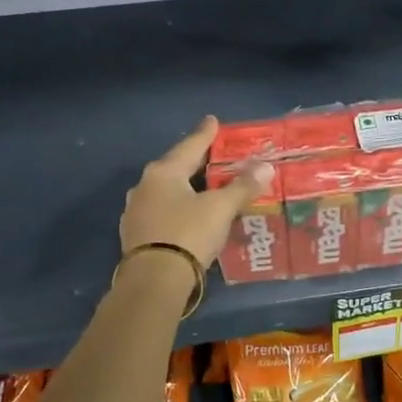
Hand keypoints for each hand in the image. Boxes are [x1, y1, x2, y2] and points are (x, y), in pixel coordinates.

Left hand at [120, 116, 270, 270]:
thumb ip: (242, 187)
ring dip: (184, 188)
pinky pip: (161, 213)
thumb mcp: (220, 209)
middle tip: (212, 156)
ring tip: (202, 188)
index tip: (212, 121)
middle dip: (194, 163)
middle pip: (175, 167)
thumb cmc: (188, 233)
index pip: (190, 146)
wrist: (154, 280)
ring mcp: (136, 211)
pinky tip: (187, 215)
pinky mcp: (135, 235)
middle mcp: (145, 186)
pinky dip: (177, 209)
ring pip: (166, 191)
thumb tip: (266, 167)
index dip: (205, 134)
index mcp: (163, 172)